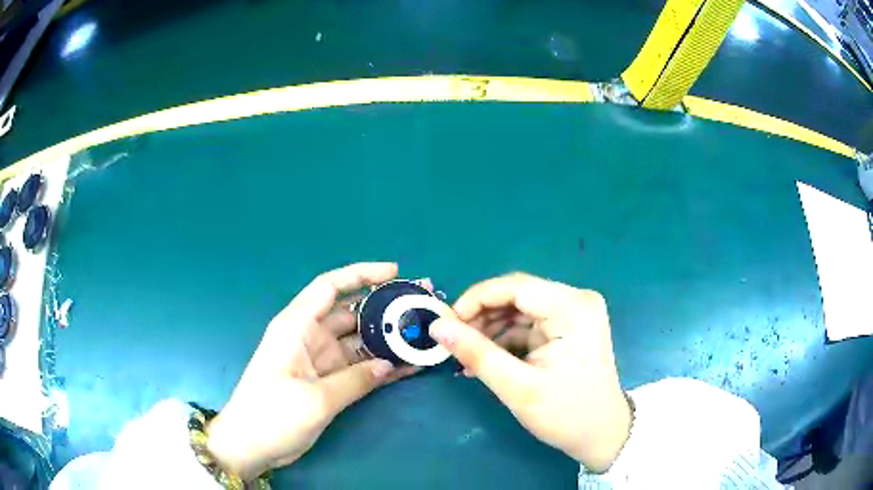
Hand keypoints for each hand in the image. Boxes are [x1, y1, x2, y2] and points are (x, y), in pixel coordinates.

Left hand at [206, 263, 415, 479]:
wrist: (251, 445)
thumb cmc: (272, 415)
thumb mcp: (315, 400)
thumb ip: (355, 380)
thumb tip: (390, 364)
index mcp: (297, 327)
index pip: (329, 287)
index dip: (362, 274)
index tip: (395, 272)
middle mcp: (310, 337)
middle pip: (351, 313)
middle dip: (384, 308)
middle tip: (421, 307)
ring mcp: (320, 360)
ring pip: (359, 341)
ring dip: (387, 340)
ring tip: (423, 336)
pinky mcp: (327, 381)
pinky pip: (359, 367)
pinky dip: (381, 366)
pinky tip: (409, 366)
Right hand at [429, 273, 630, 471]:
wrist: (601, 434)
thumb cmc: (566, 414)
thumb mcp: (517, 387)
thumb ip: (476, 353)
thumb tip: (437, 326)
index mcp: (572, 308)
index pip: (515, 286)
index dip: (475, 299)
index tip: (445, 323)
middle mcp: (576, 301)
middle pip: (517, 295)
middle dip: (481, 317)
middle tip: (453, 342)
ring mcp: (573, 314)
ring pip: (519, 310)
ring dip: (490, 330)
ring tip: (467, 357)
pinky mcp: (568, 328)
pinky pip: (528, 324)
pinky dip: (505, 340)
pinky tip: (486, 360)